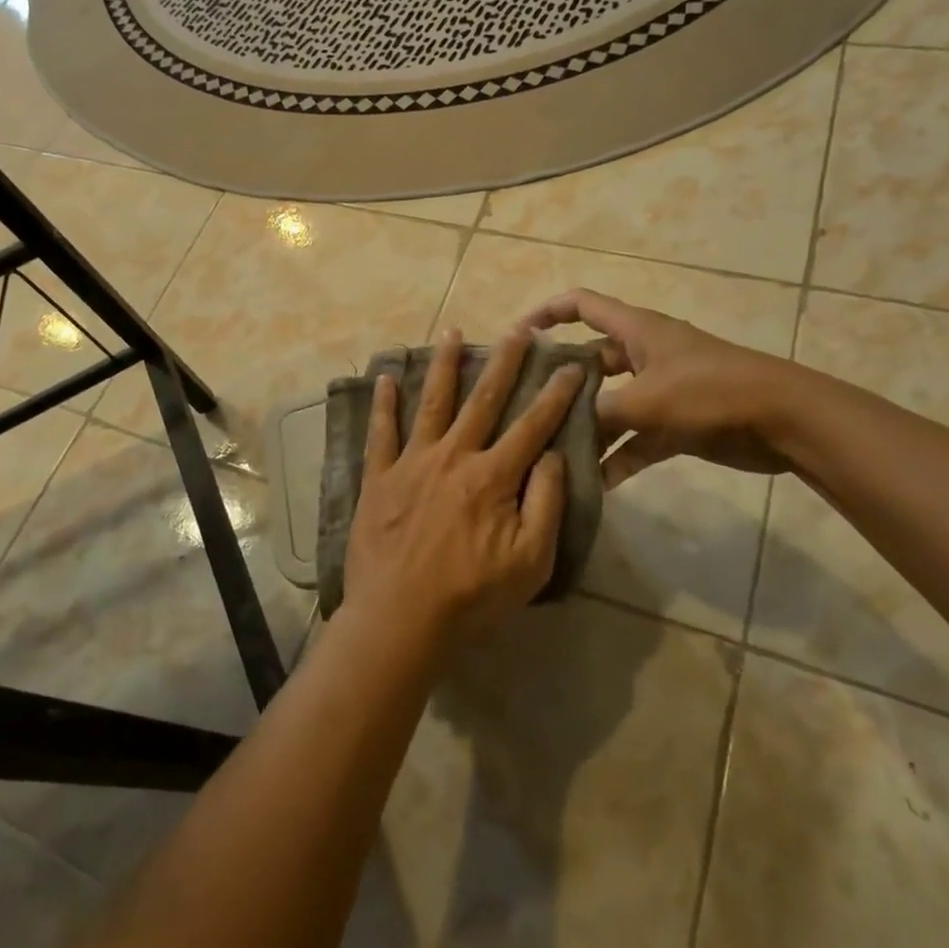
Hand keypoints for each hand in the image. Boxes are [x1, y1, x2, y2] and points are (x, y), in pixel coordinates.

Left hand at [342, 329, 584, 651]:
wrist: (399, 618)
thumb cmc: (471, 595)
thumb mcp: (530, 561)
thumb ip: (545, 503)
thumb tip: (550, 455)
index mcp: (492, 475)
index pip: (532, 425)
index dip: (555, 394)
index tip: (570, 365)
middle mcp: (453, 455)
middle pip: (483, 399)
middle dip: (504, 361)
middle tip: (519, 329)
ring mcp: (412, 462)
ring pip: (432, 402)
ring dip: (443, 364)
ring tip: (451, 331)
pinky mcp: (379, 477)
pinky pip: (380, 432)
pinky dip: (383, 403)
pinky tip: (383, 376)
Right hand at [522, 289, 803, 485]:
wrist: (784, 420)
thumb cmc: (710, 391)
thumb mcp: (646, 399)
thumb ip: (600, 412)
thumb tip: (562, 427)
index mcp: (635, 330)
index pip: (581, 305)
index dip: (547, 313)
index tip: (518, 337)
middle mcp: (643, 354)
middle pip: (590, 361)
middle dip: (560, 384)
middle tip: (525, 409)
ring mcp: (660, 390)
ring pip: (611, 405)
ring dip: (588, 428)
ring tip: (552, 452)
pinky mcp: (677, 423)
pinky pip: (636, 439)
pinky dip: (619, 457)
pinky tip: (596, 484)